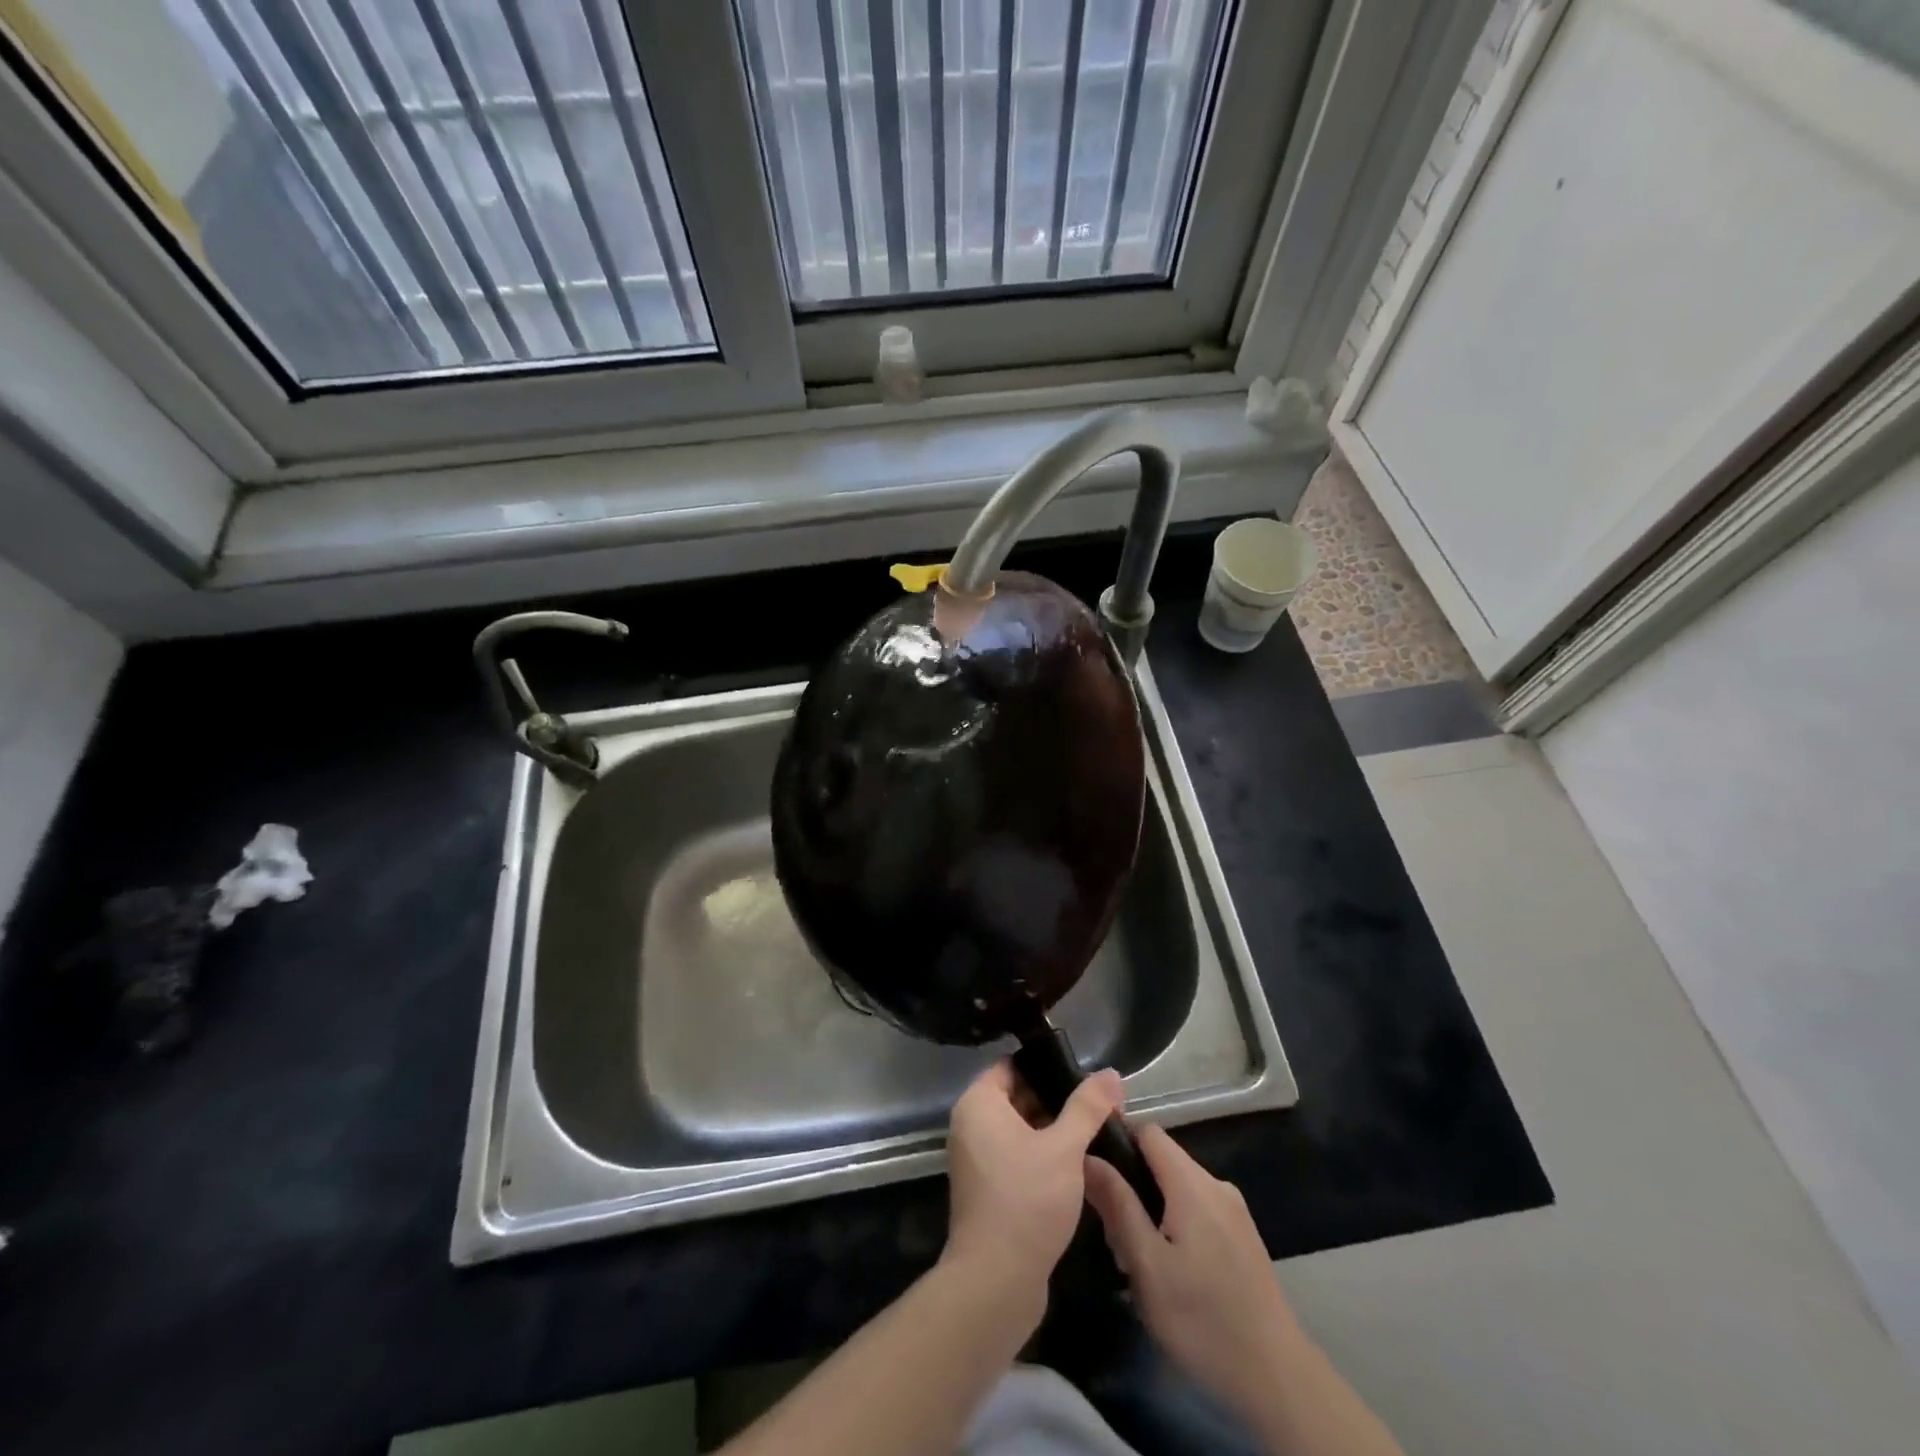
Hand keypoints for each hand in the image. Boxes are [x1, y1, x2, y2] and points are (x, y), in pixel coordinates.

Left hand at [943, 1060, 1122, 1300]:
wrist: (996, 1282)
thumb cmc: (1027, 1200)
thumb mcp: (1064, 1148)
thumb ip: (1088, 1108)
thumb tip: (1111, 1073)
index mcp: (978, 1104)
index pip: (1011, 1067)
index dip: (1046, 1066)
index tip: (1082, 1073)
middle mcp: (971, 1125)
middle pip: (1017, 1097)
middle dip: (1056, 1100)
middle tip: (1097, 1104)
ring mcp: (977, 1159)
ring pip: (1020, 1129)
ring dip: (1053, 1130)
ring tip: (1095, 1130)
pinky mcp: (988, 1189)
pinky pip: (1016, 1156)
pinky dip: (1042, 1155)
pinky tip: (1077, 1165)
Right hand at [1085, 1124, 1303, 1422]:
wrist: (1277, 1378)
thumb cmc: (1202, 1320)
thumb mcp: (1147, 1266)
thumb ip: (1118, 1205)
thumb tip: (1089, 1157)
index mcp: (1192, 1184)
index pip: (1148, 1132)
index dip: (1118, 1142)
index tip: (1096, 1174)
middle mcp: (1216, 1185)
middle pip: (1163, 1161)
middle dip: (1133, 1187)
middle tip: (1114, 1236)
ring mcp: (1234, 1211)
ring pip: (1179, 1188)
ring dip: (1153, 1211)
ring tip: (1138, 1260)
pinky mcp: (1243, 1236)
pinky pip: (1199, 1209)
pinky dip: (1176, 1225)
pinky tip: (1169, 1270)